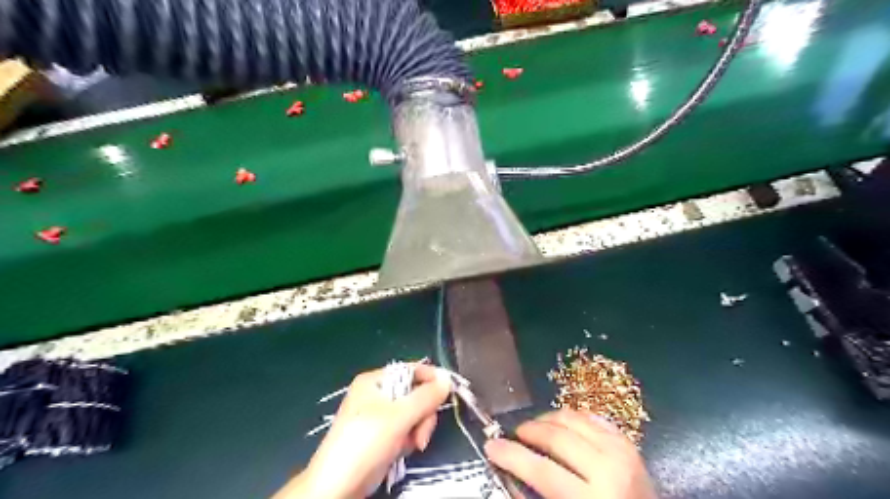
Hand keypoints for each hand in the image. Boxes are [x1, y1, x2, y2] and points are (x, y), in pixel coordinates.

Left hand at [272, 363, 451, 498]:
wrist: (337, 487)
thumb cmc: (365, 443)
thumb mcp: (398, 417)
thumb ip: (425, 397)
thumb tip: (447, 379)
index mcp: (376, 381)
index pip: (411, 370)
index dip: (431, 379)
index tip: (447, 393)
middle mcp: (378, 394)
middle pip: (416, 393)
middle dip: (423, 413)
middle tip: (421, 433)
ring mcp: (380, 416)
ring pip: (414, 413)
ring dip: (418, 429)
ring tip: (413, 445)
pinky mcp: (383, 435)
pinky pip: (407, 429)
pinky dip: (410, 439)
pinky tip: (404, 450)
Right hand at [485, 410, 655, 498]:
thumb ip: (537, 497)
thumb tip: (509, 471)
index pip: (541, 470)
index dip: (511, 455)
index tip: (491, 445)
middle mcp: (609, 470)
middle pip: (557, 437)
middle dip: (528, 431)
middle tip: (514, 434)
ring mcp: (621, 452)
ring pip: (573, 419)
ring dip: (547, 420)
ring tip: (534, 428)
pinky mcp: (628, 443)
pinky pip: (592, 418)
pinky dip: (572, 418)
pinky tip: (560, 425)